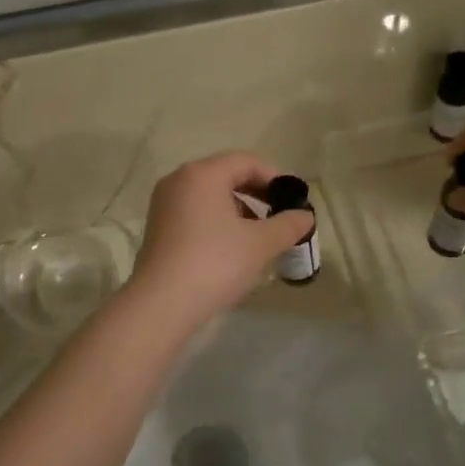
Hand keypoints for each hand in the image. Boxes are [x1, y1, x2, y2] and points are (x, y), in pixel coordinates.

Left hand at [127, 152, 314, 329]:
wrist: (162, 304)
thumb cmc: (215, 263)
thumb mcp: (260, 244)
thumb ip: (288, 225)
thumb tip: (306, 216)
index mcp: (202, 174)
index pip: (245, 161)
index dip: (274, 177)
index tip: (293, 200)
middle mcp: (179, 180)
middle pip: (226, 175)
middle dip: (256, 194)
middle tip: (279, 217)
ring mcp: (164, 204)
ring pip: (210, 196)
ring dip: (238, 210)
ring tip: (258, 236)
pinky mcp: (158, 227)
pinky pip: (195, 213)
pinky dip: (217, 221)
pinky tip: (232, 248)